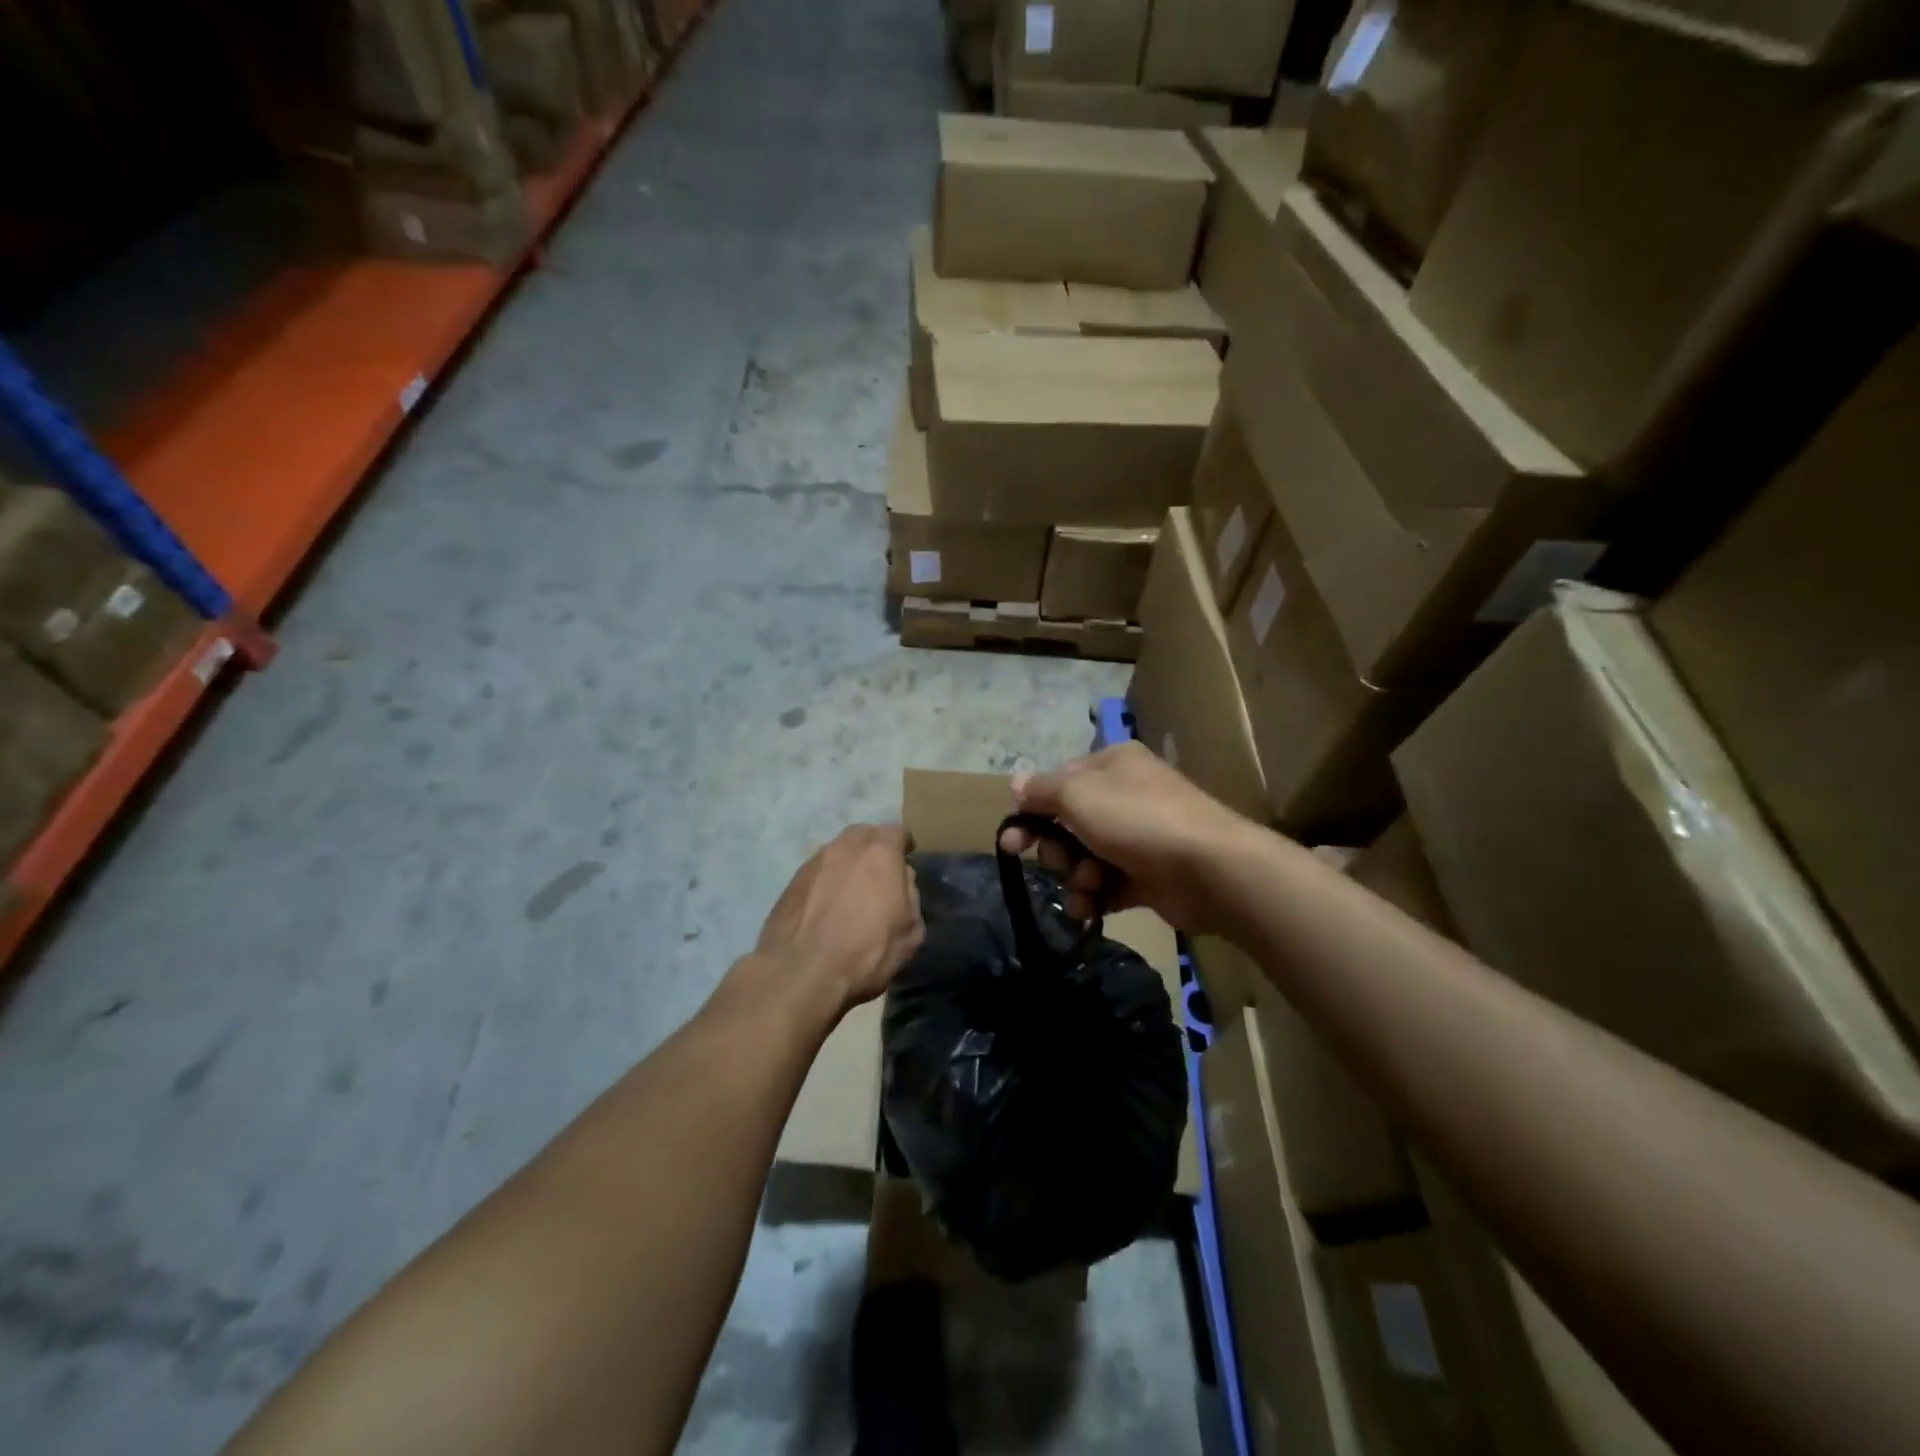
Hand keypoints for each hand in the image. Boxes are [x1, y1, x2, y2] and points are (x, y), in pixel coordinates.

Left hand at [757, 825, 924, 1008]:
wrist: (800, 972)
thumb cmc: (866, 952)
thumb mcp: (910, 932)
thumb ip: (910, 896)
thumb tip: (900, 880)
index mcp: (880, 853)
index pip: (896, 832)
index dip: (904, 844)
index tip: (906, 857)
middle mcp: (845, 848)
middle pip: (864, 835)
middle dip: (874, 847)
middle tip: (879, 871)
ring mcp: (813, 863)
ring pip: (837, 851)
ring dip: (847, 864)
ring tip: (850, 889)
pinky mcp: (791, 882)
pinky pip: (817, 872)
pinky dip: (826, 881)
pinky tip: (827, 905)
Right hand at [999, 743, 1249, 931]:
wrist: (1208, 868)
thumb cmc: (1136, 819)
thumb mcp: (1078, 794)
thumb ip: (1042, 790)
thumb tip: (1015, 783)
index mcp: (1112, 765)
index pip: (1058, 782)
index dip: (1032, 811)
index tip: (1010, 841)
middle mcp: (1126, 795)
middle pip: (1069, 823)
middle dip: (1057, 848)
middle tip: (1057, 861)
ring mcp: (1139, 837)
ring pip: (1086, 857)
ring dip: (1076, 876)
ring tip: (1088, 885)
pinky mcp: (1148, 875)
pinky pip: (1107, 884)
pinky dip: (1095, 896)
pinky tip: (1090, 908)